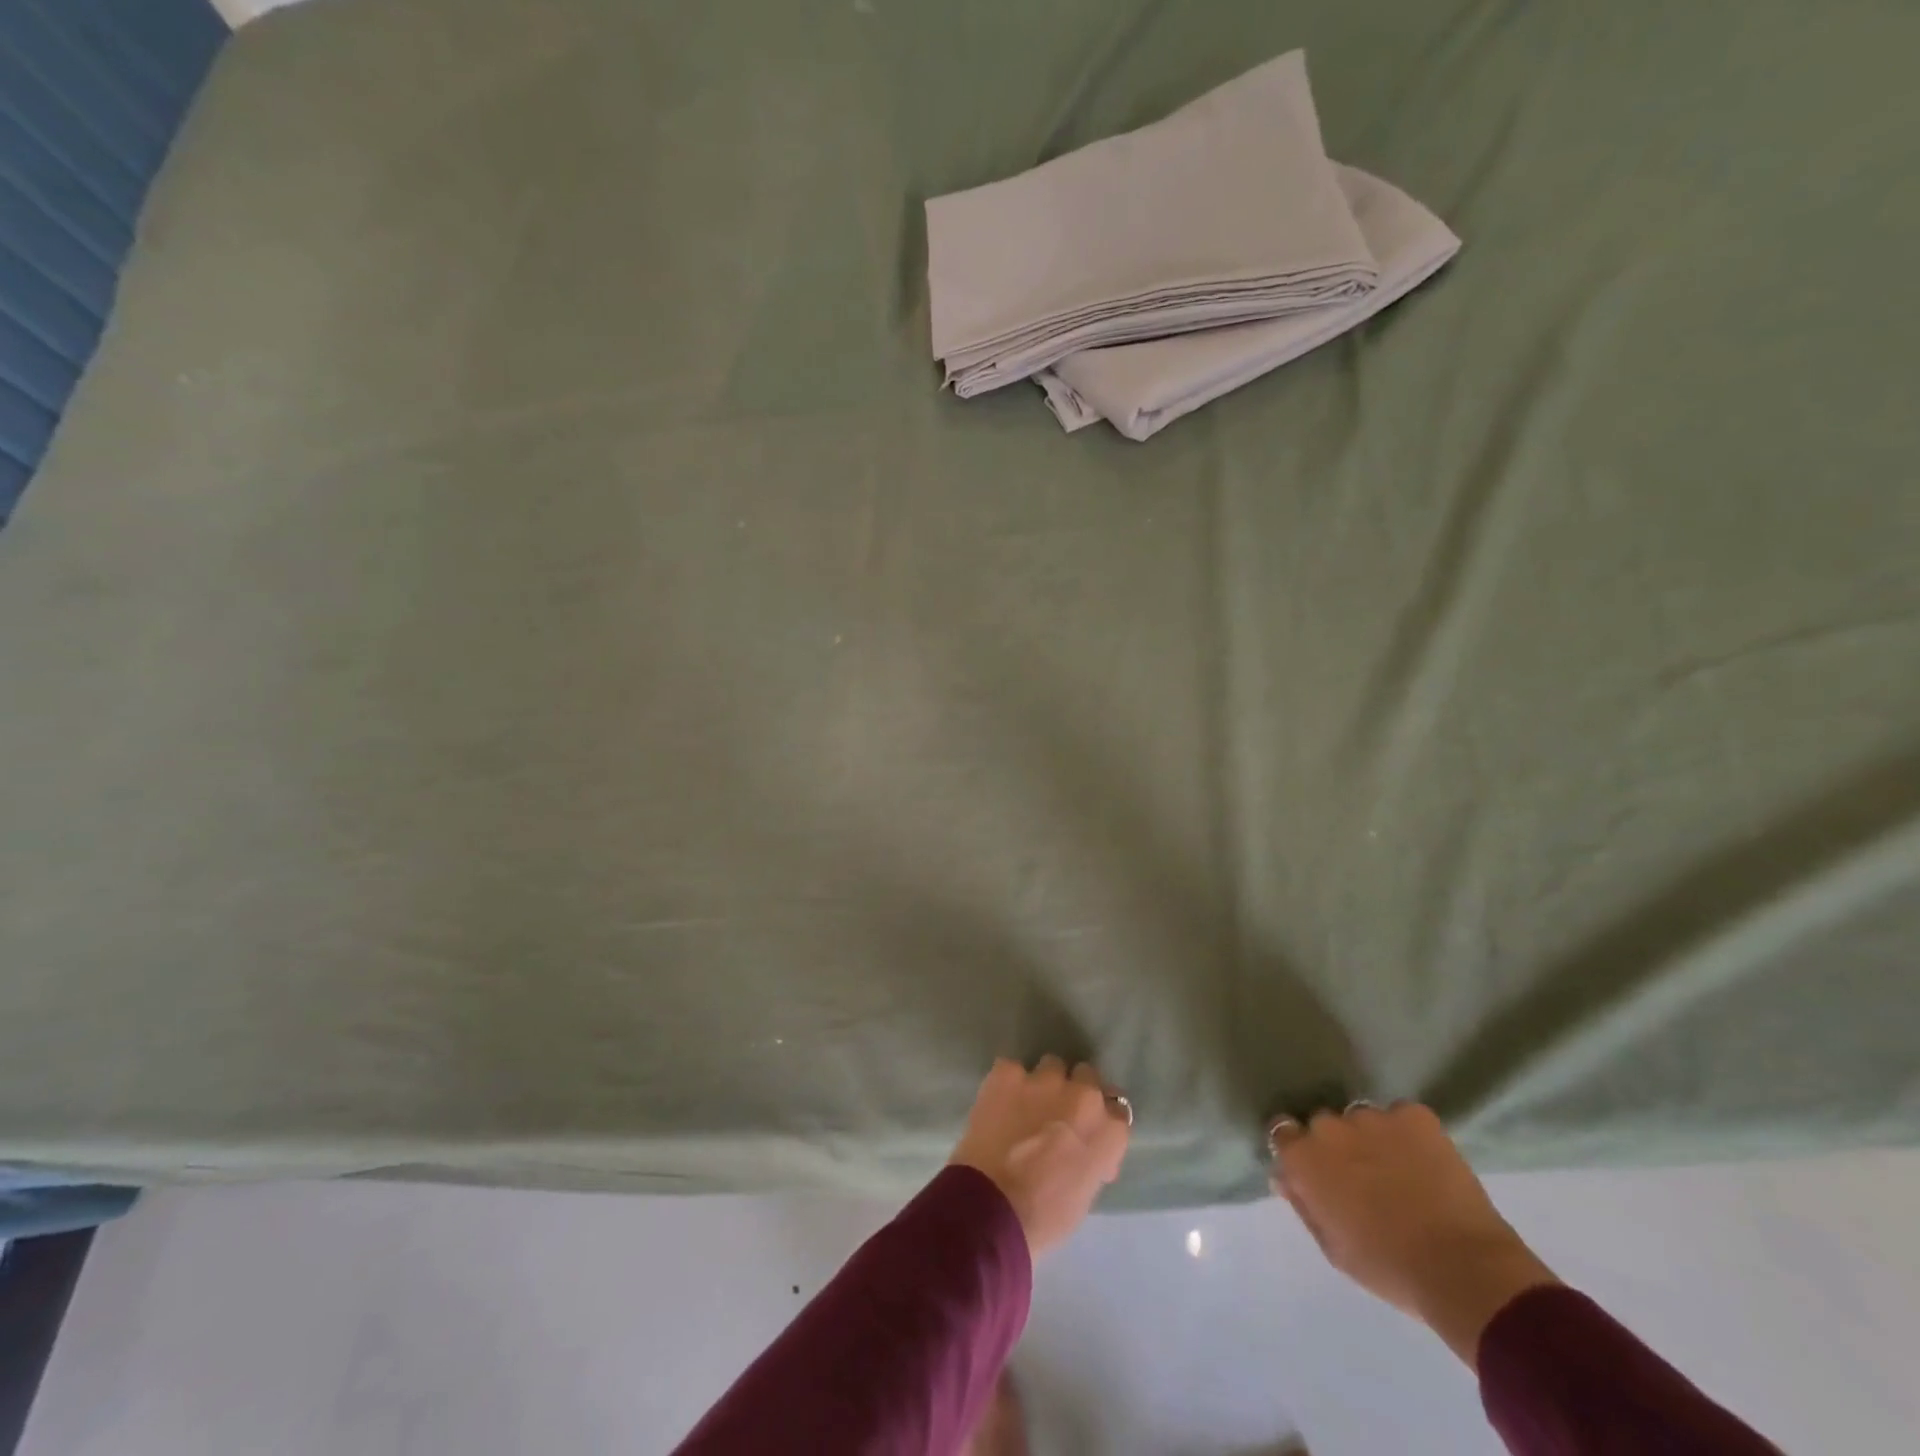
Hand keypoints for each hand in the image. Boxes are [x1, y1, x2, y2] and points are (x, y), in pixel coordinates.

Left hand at [949, 1057, 1130, 1257]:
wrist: (994, 1207)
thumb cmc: (1046, 1216)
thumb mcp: (1086, 1191)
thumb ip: (1092, 1156)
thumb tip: (1084, 1148)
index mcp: (1109, 1129)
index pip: (1117, 1108)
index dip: (1100, 1117)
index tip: (1086, 1130)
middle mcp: (1084, 1095)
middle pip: (1086, 1076)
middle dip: (1074, 1090)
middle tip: (1057, 1113)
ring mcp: (1045, 1080)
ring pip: (1050, 1066)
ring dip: (1042, 1083)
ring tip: (1024, 1105)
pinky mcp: (1008, 1073)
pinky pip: (1012, 1069)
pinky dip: (1006, 1083)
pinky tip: (997, 1103)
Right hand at [1269, 1102, 1558, 1364]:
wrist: (1463, 1269)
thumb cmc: (1388, 1267)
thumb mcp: (1333, 1248)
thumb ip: (1303, 1204)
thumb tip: (1284, 1177)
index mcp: (1303, 1157)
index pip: (1283, 1131)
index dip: (1299, 1149)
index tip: (1316, 1169)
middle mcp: (1329, 1126)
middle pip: (1324, 1124)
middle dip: (1337, 1144)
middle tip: (1361, 1176)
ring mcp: (1373, 1116)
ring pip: (1362, 1118)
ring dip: (1372, 1137)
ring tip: (1398, 1169)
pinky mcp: (1414, 1115)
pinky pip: (1402, 1116)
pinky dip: (1408, 1133)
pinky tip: (1424, 1161)